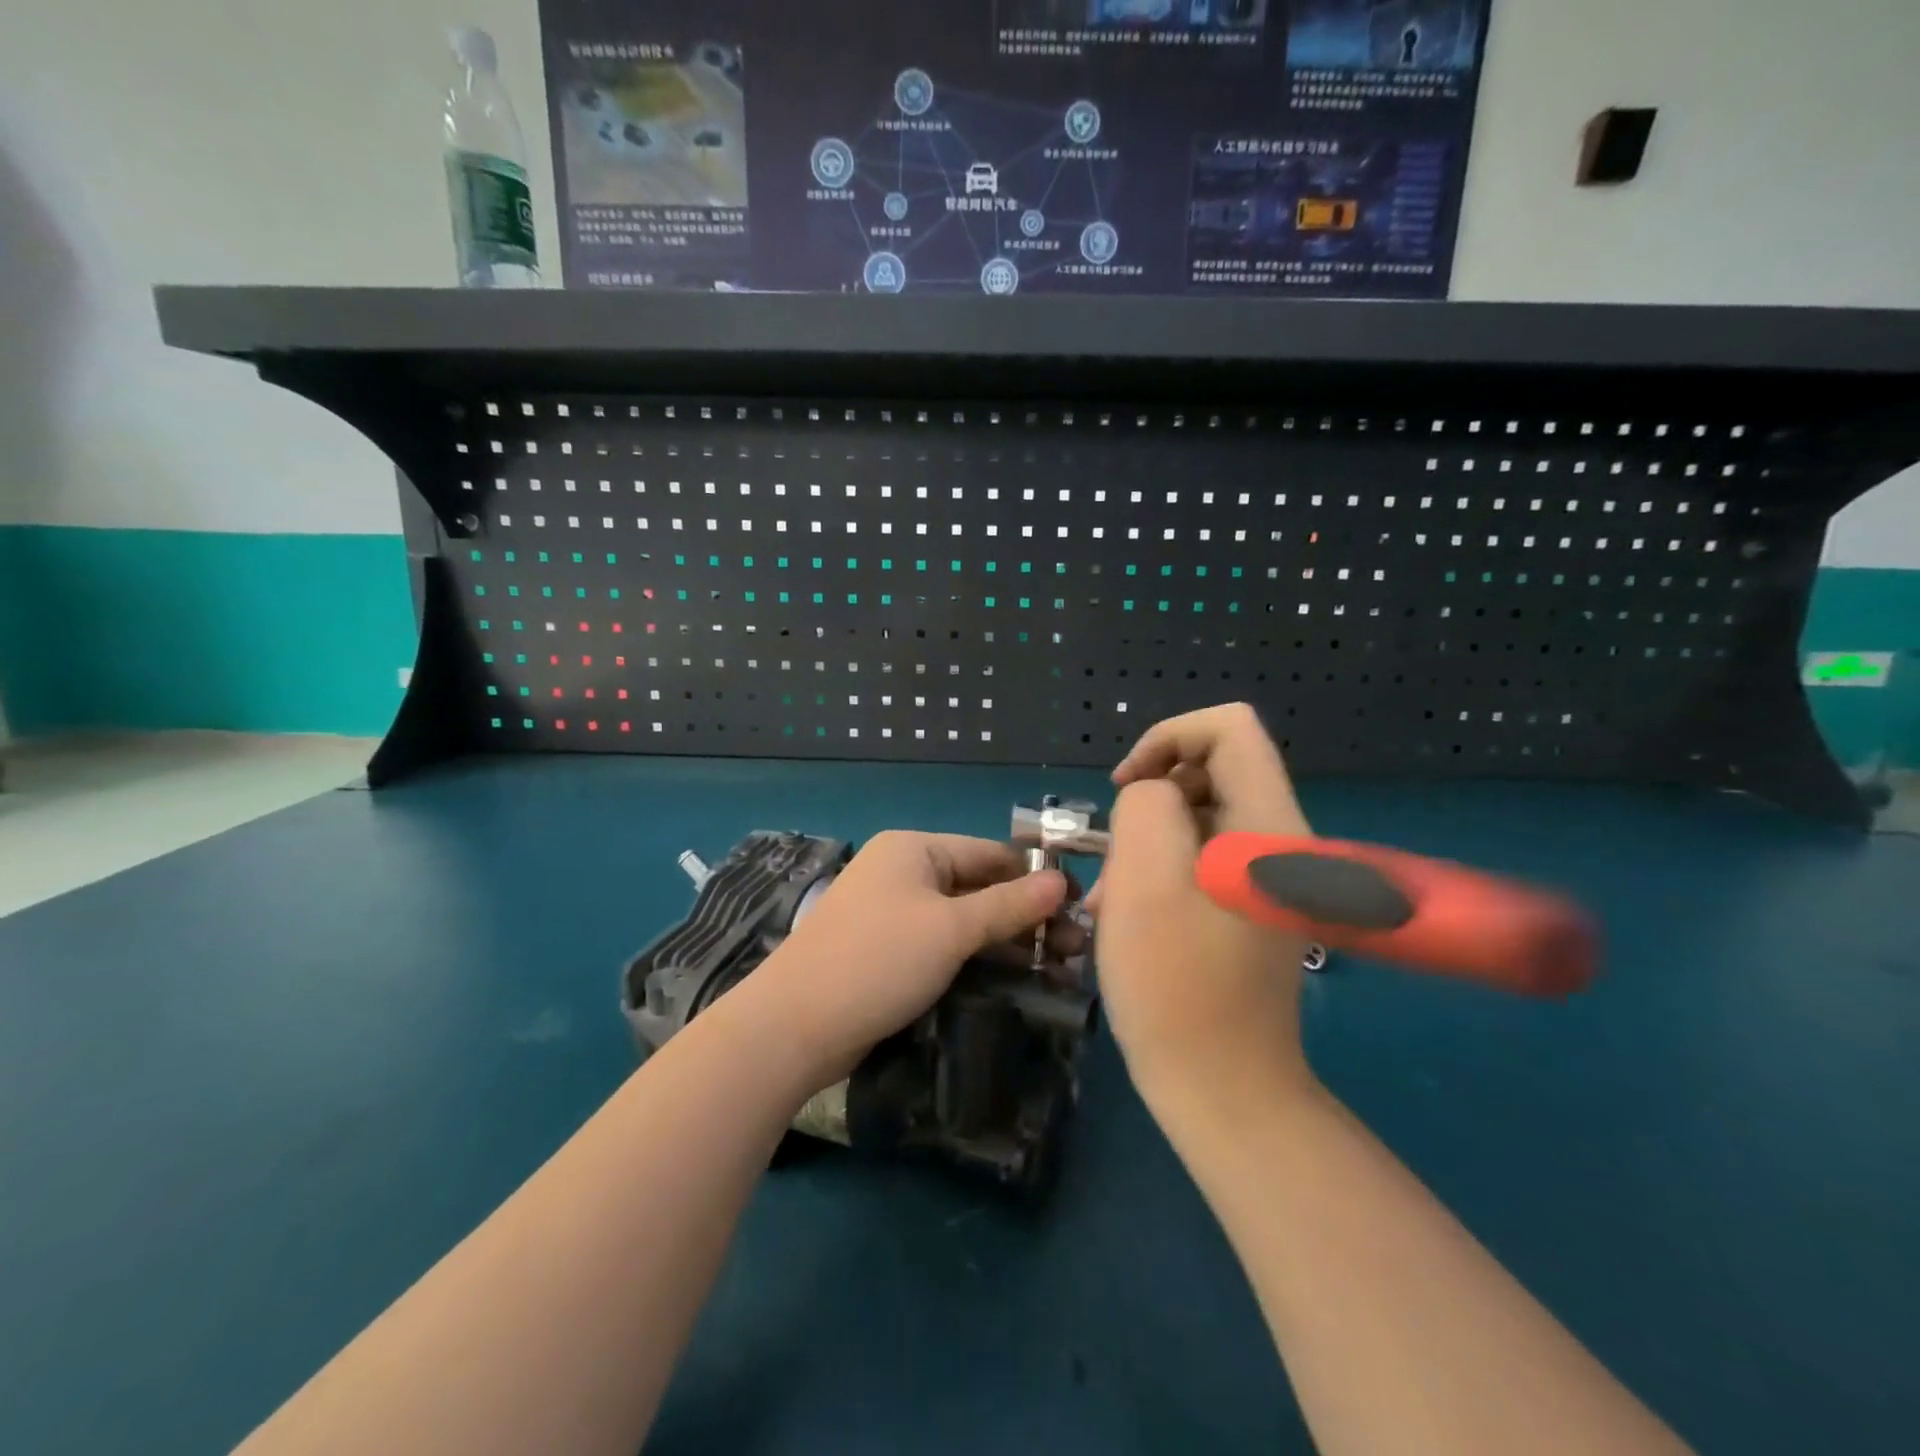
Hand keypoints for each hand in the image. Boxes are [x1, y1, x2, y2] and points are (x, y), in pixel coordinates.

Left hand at [748, 832, 1069, 1089]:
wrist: (794, 1026)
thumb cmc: (879, 960)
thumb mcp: (951, 929)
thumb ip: (1009, 905)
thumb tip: (1062, 883)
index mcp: (915, 850)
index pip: (991, 854)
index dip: (1036, 880)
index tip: (1080, 910)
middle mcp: (903, 872)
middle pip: (979, 886)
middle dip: (1026, 916)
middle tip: (1075, 950)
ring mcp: (892, 912)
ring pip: (963, 919)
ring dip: (1005, 940)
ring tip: (1056, 970)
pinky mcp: (887, 950)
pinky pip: (942, 943)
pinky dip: (975, 956)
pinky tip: (1010, 979)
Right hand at [1092, 704, 1316, 1102]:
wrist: (1222, 1090)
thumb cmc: (1176, 986)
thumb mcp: (1144, 880)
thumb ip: (1146, 806)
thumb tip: (1152, 796)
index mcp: (1269, 825)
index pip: (1229, 727)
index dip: (1168, 737)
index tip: (1125, 787)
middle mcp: (1282, 841)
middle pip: (1212, 770)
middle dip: (1151, 798)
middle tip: (1114, 855)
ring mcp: (1270, 877)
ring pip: (1201, 816)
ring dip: (1149, 840)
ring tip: (1114, 896)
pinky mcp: (1253, 905)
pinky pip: (1203, 857)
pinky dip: (1162, 869)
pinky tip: (1131, 913)